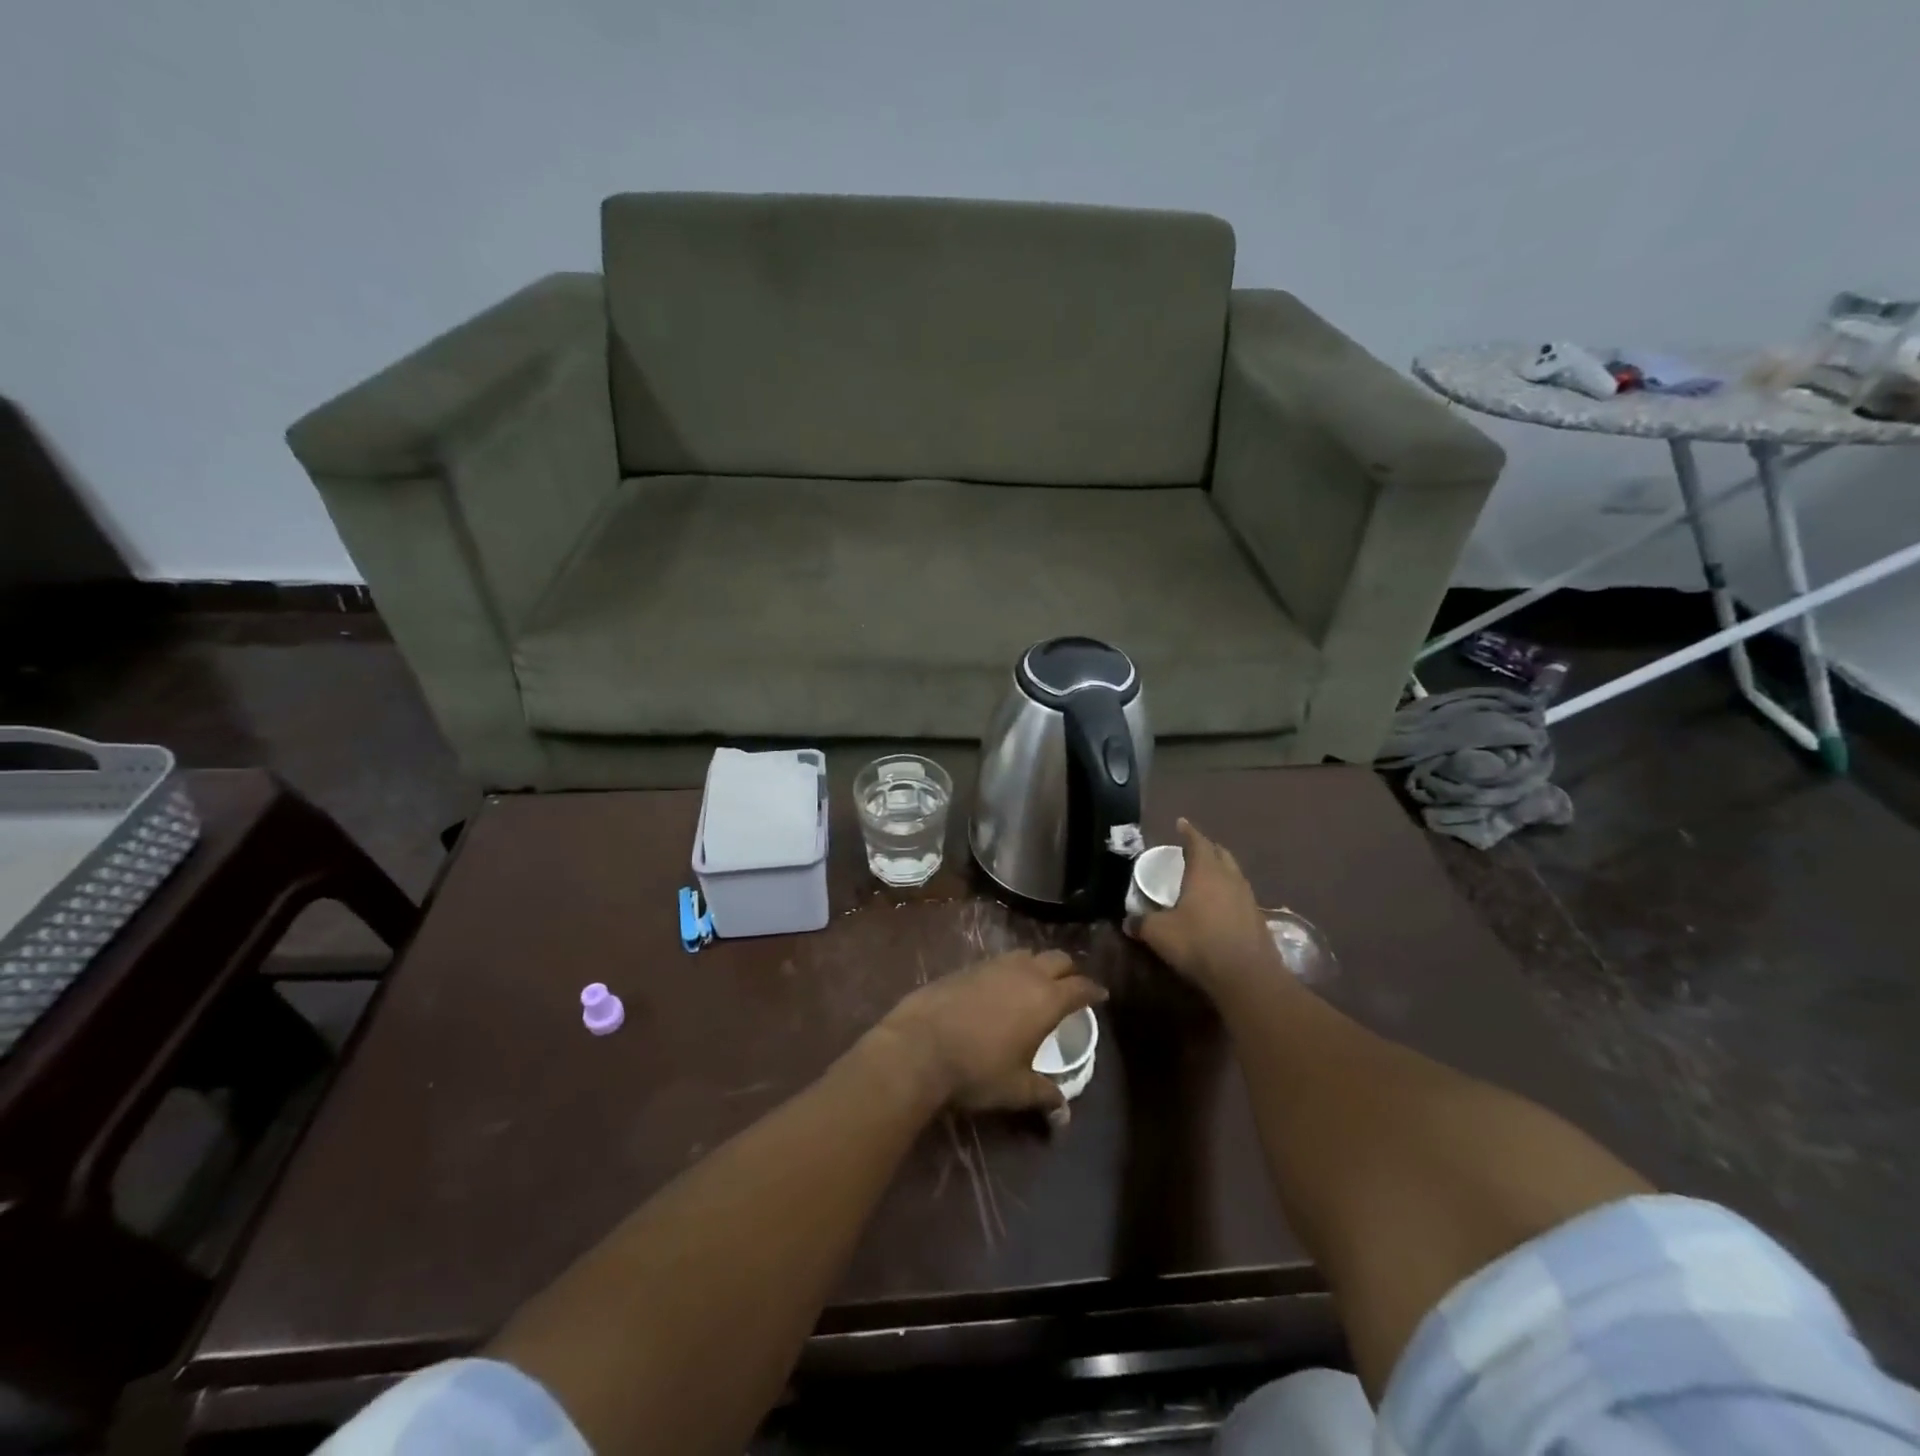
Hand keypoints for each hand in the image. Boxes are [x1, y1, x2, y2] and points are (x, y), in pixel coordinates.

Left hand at [875, 950, 1106, 1123]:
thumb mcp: (1015, 1088)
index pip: (1080, 986)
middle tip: (1071, 987)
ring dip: (1038, 964)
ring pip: (1028, 953)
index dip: (1093, 990)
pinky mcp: (968, 965)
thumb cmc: (976, 1069)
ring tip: (1037, 983)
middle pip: (1058, 959)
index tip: (1100, 996)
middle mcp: (1025, 973)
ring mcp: (995, 965)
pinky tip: (1001, 986)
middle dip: (1069, 971)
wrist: (919, 1045)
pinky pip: (1000, 960)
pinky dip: (1010, 968)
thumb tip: (1064, 1115)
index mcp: (1046, 1000)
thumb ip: (1043, 1095)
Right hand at [1136, 819, 1285, 998]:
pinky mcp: (1258, 919)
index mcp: (1205, 872)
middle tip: (1193, 849)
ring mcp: (1248, 898)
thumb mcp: (1160, 933)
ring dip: (1221, 870)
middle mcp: (1230, 878)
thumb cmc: (1199, 943)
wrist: (1247, 977)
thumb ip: (1142, 923)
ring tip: (1207, 876)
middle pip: (1221, 854)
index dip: (1188, 832)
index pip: (1197, 842)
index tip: (1181, 823)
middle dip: (1207, 848)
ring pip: (1234, 874)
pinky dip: (1229, 894)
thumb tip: (1128, 921)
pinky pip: (1241, 896)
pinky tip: (1221, 907)